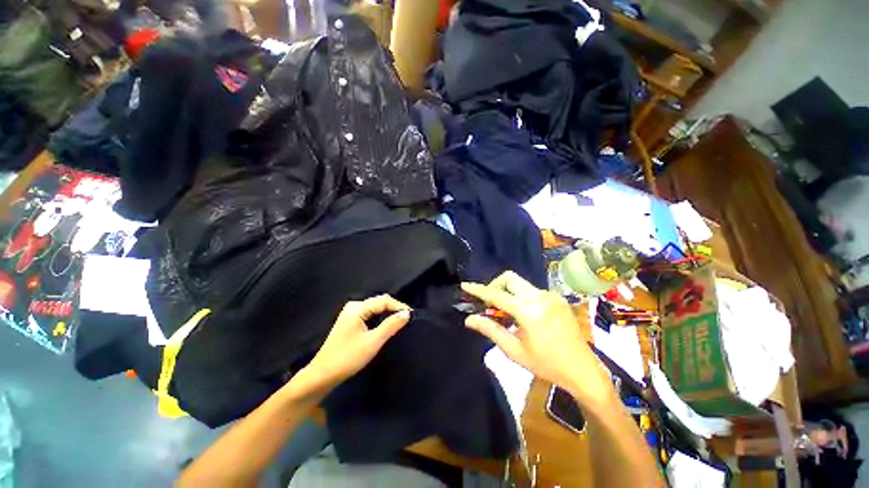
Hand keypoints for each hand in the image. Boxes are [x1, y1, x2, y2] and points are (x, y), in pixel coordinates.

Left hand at [306, 295, 410, 387]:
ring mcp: (351, 313)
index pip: (384, 301)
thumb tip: (407, 314)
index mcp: (357, 308)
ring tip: (400, 321)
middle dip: (394, 308)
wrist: (322, 375)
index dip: (399, 306)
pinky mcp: (350, 321)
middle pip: (379, 302)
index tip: (412, 315)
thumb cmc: (347, 358)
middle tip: (408, 318)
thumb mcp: (372, 342)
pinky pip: (370, 313)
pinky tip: (387, 324)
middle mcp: (354, 306)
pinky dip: (380, 317)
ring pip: (375, 307)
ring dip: (388, 312)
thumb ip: (390, 326)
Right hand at [462, 272, 606, 398]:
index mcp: (529, 311)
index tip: (465, 285)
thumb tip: (469, 319)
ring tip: (506, 314)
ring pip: (521, 283)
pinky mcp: (557, 298)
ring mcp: (551, 296)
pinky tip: (523, 315)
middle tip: (490, 304)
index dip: (479, 290)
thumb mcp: (514, 350)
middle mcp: (540, 297)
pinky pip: (532, 290)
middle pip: (509, 278)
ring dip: (508, 293)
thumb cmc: (546, 364)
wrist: (583, 370)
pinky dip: (520, 297)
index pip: (497, 295)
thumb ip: (491, 330)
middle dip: (495, 286)